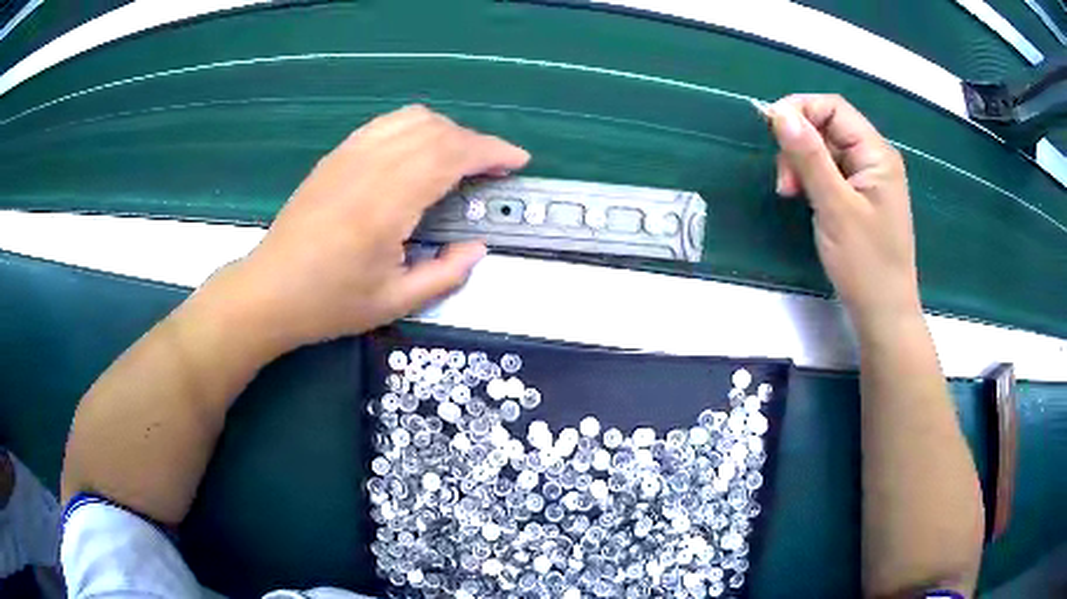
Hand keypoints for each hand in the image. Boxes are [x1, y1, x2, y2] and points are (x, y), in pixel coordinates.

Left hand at [219, 105, 529, 352]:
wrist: (269, 291)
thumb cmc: (329, 303)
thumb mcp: (394, 303)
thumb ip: (444, 274)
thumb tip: (477, 248)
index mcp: (387, 203)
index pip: (451, 155)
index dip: (492, 151)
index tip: (518, 161)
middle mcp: (370, 166)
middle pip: (437, 131)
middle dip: (476, 142)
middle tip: (494, 168)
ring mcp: (349, 155)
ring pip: (412, 119)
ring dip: (447, 130)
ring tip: (461, 158)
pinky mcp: (337, 155)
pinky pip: (386, 123)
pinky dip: (416, 126)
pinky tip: (420, 149)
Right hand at [768, 94, 920, 328]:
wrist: (883, 314)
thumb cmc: (865, 263)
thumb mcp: (835, 207)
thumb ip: (808, 157)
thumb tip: (779, 112)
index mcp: (876, 153)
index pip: (833, 108)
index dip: (800, 109)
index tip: (771, 132)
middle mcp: (874, 158)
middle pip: (827, 127)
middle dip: (799, 144)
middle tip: (785, 183)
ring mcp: (868, 179)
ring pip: (825, 150)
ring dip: (802, 164)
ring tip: (791, 194)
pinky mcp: (860, 197)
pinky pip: (830, 172)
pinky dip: (812, 180)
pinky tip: (804, 199)